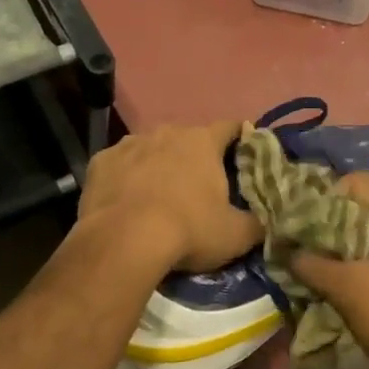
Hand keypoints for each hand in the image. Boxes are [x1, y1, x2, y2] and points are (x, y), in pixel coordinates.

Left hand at [78, 122, 262, 274]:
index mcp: (203, 141)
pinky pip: (121, 164)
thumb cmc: (188, 230)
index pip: (231, 126)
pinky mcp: (101, 161)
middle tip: (200, 185)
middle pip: (189, 138)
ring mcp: (131, 143)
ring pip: (152, 148)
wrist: (122, 241)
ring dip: (159, 164)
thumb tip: (268, 221)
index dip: (241, 138)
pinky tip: (126, 200)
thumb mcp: (235, 235)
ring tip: (159, 194)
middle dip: (196, 156)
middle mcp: (167, 132)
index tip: (245, 154)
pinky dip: (127, 177)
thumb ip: (257, 224)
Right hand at [288, 173, 368, 368]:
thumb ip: (314, 266)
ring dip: (348, 245)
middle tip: (307, 247)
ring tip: (324, 267)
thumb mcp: (351, 291)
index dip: (323, 199)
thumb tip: (285, 250)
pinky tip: (352, 282)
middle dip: (332, 224)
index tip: (300, 226)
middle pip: (366, 204)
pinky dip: (368, 258)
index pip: (354, 182)